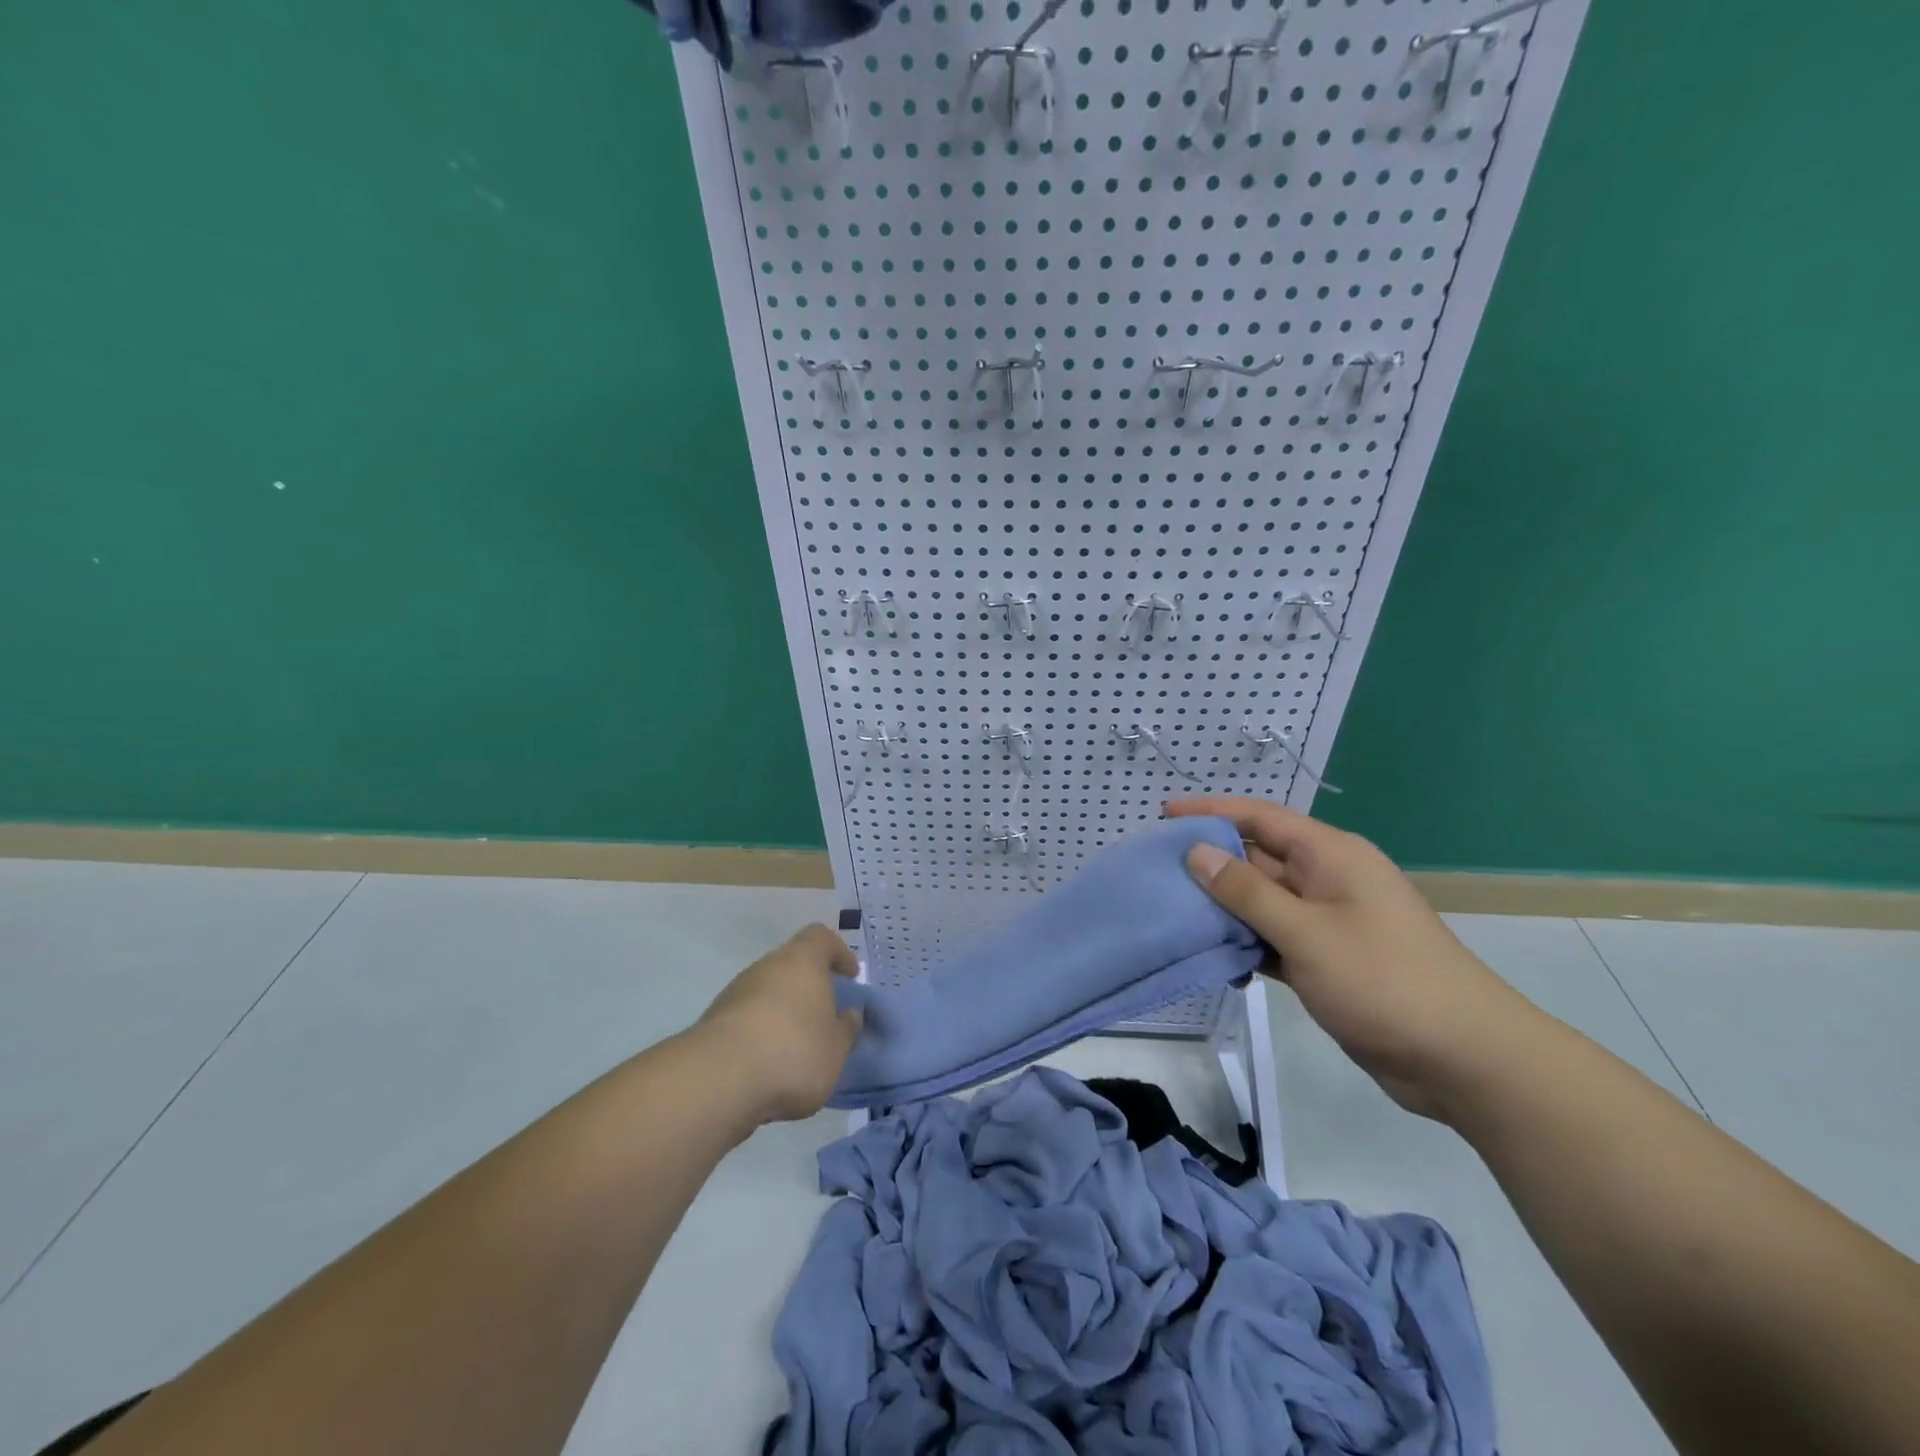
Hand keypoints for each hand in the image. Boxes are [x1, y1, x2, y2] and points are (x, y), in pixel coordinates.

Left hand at [695, 923, 863, 1124]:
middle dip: (810, 987)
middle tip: (825, 1015)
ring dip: (784, 1011)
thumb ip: (846, 1029)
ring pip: (768, 991)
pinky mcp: (714, 1021)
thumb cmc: (793, 1052)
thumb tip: (850, 1015)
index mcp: (802, 960)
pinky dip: (761, 1032)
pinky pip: (748, 1017)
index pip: (821, 938)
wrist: (719, 1079)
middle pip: (792, 964)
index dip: (838, 953)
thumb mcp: (836, 1048)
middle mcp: (767, 966)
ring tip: (798, 1047)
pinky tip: (769, 1064)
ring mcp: (736, 991)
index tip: (850, 976)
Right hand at [1168, 796, 1535, 1119]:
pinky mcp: (1327, 961)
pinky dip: (1246, 945)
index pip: (1260, 818)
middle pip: (1258, 859)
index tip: (1164, 814)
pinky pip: (1274, 939)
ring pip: (1262, 903)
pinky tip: (1214, 959)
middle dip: (1210, 863)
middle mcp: (1327, 880)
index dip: (1211, 811)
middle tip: (1155, 871)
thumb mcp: (1307, 932)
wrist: (1465, 1060)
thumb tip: (1198, 852)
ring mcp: (1328, 922)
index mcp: (1331, 856)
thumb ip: (1247, 892)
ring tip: (1171, 912)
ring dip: (1223, 909)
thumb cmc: (1385, 981)